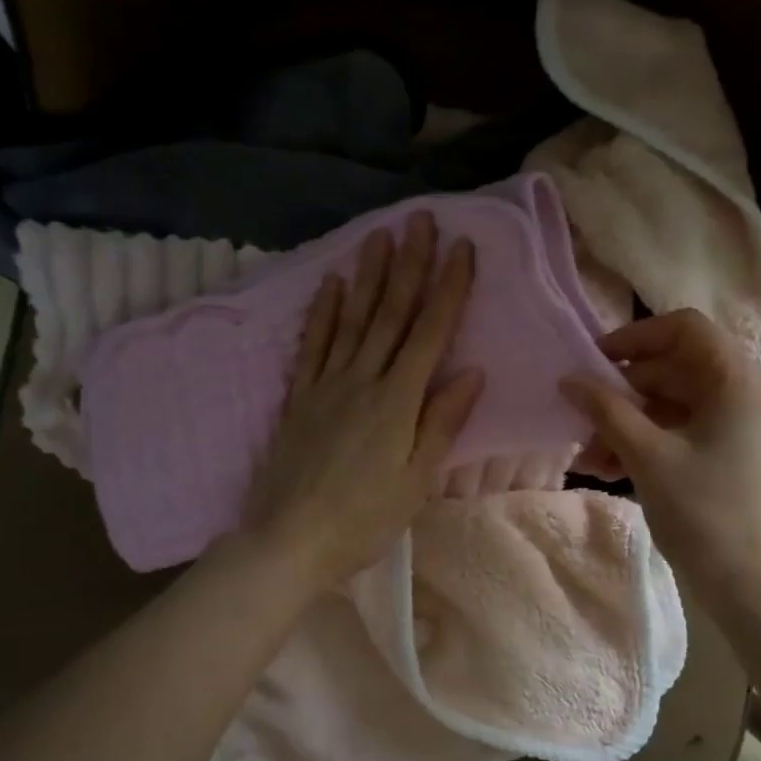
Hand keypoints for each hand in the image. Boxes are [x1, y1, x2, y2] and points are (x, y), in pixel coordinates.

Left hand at [243, 213, 482, 590]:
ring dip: (367, 275)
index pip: (429, 333)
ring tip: (379, 235)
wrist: (288, 541)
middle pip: (390, 313)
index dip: (448, 289)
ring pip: (352, 320)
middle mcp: (362, 381)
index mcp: (397, 403)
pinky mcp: (299, 398)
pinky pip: (312, 345)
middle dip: (409, 264)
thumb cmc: (363, 520)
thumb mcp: (416, 482)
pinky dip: (322, 312)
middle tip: (419, 219)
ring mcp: (325, 386)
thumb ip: (441, 424)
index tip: (462, 248)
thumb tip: (472, 372)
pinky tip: (330, 284)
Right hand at [562, 309, 760, 617]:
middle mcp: (746, 390)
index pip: (682, 328)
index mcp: (738, 377)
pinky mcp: (735, 453)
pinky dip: (649, 443)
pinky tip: (612, 470)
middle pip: (675, 368)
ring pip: (674, 404)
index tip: (592, 362)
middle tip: (581, 418)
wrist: (759, 590)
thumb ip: (606, 410)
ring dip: (629, 423)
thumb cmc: (707, 515)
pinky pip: (685, 431)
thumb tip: (569, 379)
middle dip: (623, 392)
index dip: (633, 338)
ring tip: (590, 456)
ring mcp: (743, 424)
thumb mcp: (649, 458)